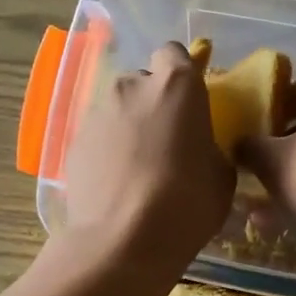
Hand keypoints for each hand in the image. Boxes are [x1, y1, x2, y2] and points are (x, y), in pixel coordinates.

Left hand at [61, 42, 234, 277]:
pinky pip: (98, 137)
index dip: (182, 75)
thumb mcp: (221, 176)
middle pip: (144, 82)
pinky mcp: (74, 142)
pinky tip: (117, 184)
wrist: (123, 241)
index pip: (175, 54)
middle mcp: (132, 86)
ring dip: (129, 128)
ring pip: (118, 110)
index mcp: (176, 85)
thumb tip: (199, 149)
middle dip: (154, 104)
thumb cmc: (187, 203)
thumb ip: (209, 147)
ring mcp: (97, 112)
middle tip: (166, 141)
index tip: (189, 104)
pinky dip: (108, 151)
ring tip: (138, 168)